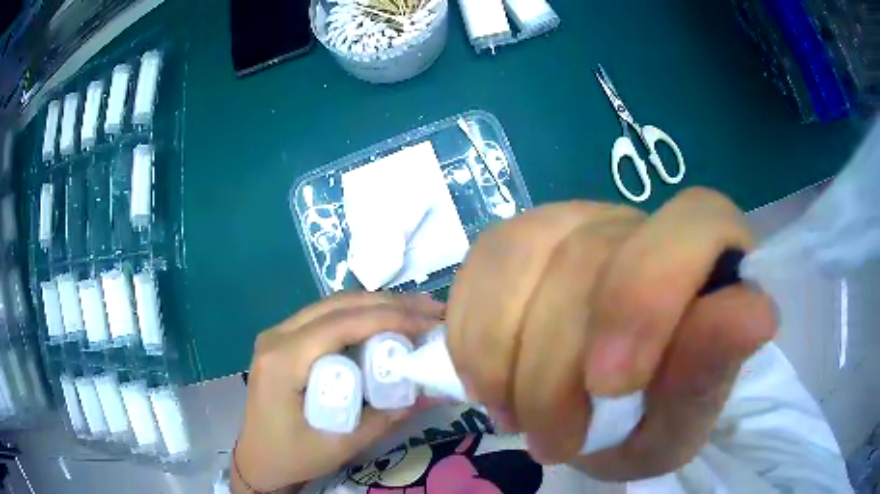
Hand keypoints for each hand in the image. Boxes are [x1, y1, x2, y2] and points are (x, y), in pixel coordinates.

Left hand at [233, 292, 444, 492]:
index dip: (388, 317)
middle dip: (389, 304)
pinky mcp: (283, 340)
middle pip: (337, 305)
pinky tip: (384, 323)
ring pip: (332, 305)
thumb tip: (435, 391)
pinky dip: (359, 316)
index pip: (340, 324)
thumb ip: (387, 417)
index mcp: (282, 361)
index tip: (428, 321)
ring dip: (376, 305)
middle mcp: (276, 336)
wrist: (257, 460)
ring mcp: (277, 334)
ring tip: (416, 313)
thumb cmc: (292, 456)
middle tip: (431, 311)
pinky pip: (325, 317)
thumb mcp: (341, 445)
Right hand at [446, 188, 776, 480]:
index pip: (695, 224)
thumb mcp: (679, 422)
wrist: (594, 416)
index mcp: (708, 256)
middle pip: (591, 258)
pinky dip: (474, 338)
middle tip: (554, 442)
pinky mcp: (518, 239)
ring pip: (523, 257)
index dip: (647, 295)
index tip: (610, 385)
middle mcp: (641, 223)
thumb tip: (756, 312)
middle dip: (558, 371)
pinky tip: (492, 381)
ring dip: (507, 359)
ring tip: (518, 416)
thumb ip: (709, 371)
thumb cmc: (650, 421)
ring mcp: (573, 221)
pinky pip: (480, 266)